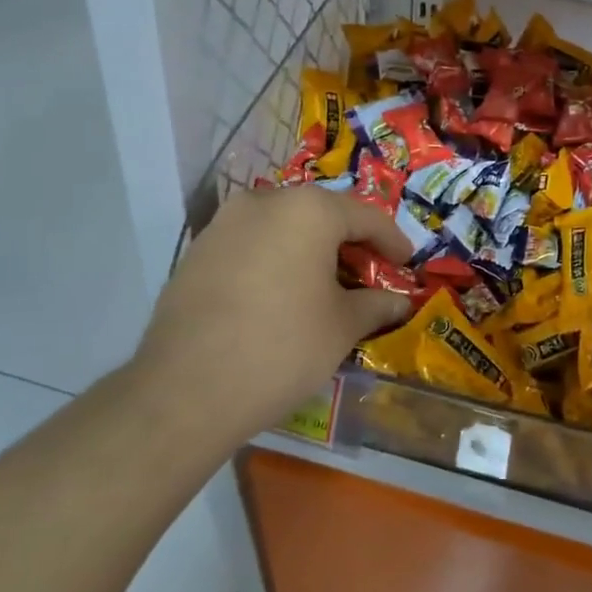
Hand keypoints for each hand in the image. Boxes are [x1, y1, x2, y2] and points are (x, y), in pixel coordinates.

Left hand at [130, 187, 412, 443]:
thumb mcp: (342, 327)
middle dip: (349, 242)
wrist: (185, 390)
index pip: (366, 216)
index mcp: (308, 210)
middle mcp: (265, 201)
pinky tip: (280, 295)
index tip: (406, 264)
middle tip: (368, 274)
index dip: (392, 240)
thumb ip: (376, 305)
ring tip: (324, 286)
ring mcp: (224, 223)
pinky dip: (275, 259)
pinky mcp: (197, 250)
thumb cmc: (282, 348)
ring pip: (283, 226)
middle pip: (322, 215)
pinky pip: (251, 244)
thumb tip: (399, 302)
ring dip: (309, 249)